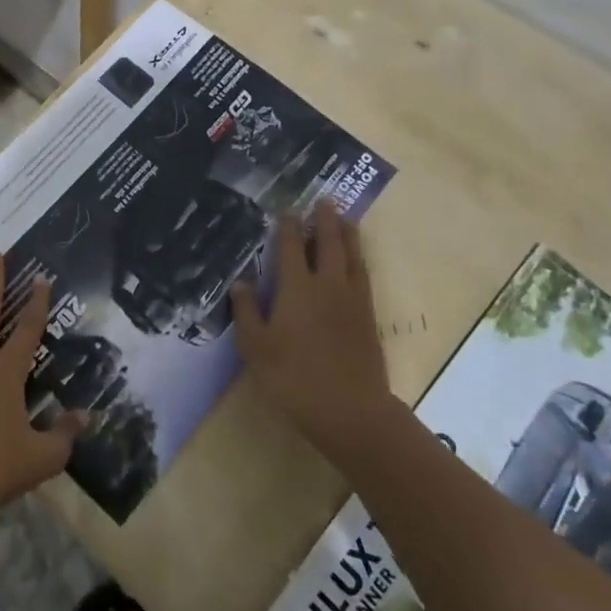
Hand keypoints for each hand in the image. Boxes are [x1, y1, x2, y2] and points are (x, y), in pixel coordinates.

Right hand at [231, 203, 393, 456]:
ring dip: (348, 234)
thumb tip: (241, 281)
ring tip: (345, 218)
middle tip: (324, 200)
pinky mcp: (369, 318)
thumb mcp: (256, 348)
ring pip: (353, 257)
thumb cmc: (294, 378)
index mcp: (298, 289)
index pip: (293, 247)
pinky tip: (357, 261)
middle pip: (329, 243)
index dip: (289, 226)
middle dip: (325, 220)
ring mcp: (353, 301)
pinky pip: (364, 276)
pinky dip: (359, 259)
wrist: (351, 411)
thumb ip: (248, 311)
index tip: (287, 210)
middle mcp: (328, 286)